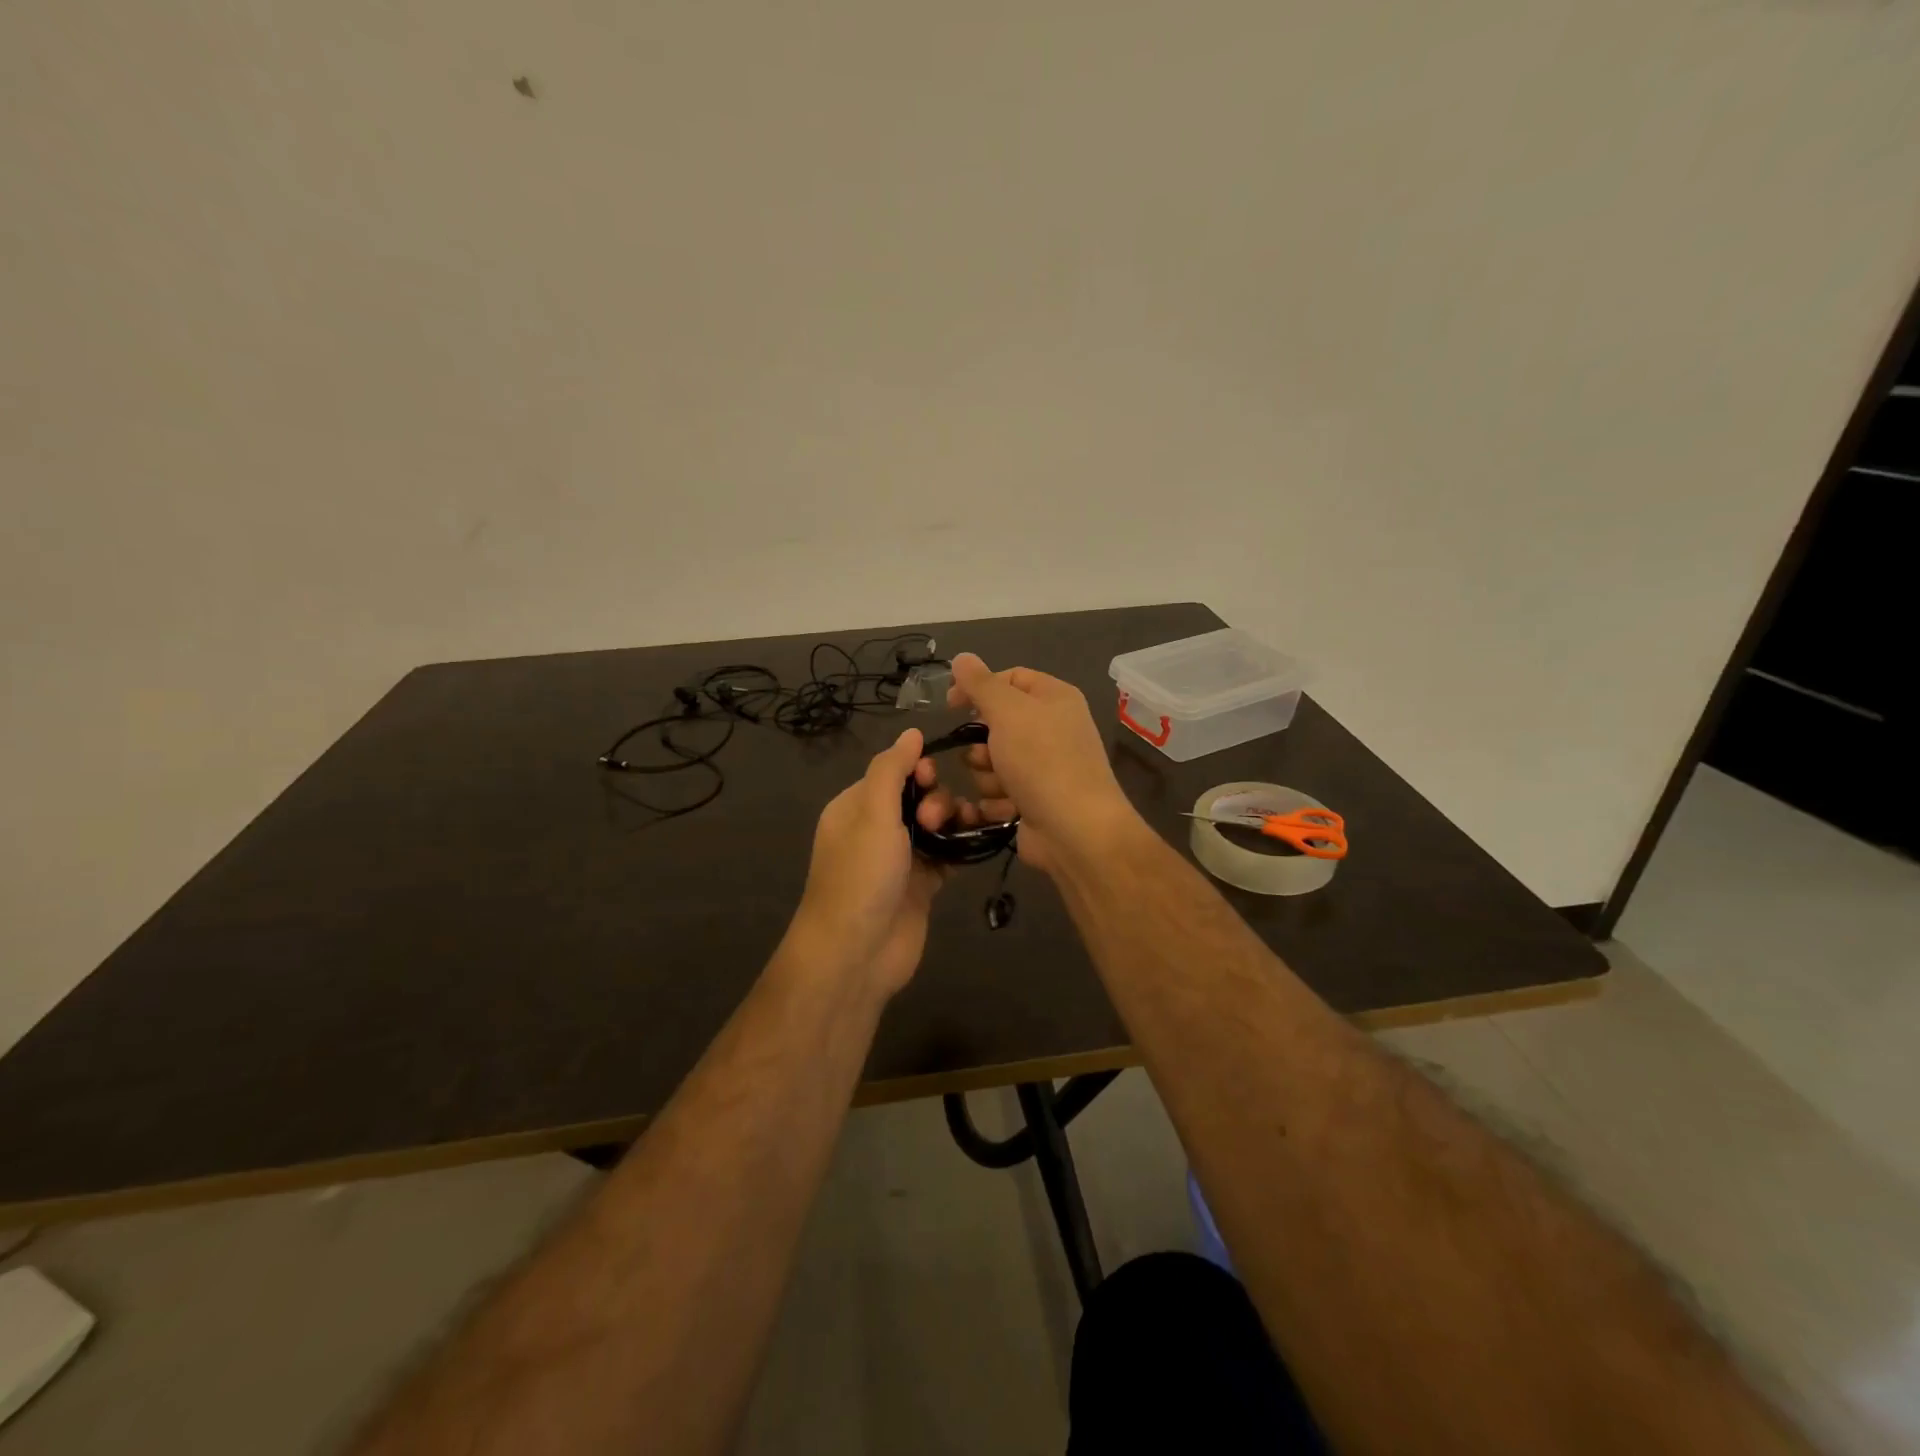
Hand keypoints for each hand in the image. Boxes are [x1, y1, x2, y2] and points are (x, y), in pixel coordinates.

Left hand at [789, 728, 958, 997]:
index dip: (916, 770)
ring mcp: (901, 859)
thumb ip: (891, 769)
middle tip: (936, 819)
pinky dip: (961, 847)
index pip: (891, 772)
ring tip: (961, 831)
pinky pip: (947, 855)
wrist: (857, 953)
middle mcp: (876, 830)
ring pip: (936, 825)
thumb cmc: (861, 876)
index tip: (930, 777)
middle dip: (936, 799)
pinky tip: (976, 842)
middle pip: (918, 797)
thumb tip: (911, 731)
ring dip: (953, 820)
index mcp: (855, 808)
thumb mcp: (872, 814)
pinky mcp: (922, 886)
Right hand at [943, 653, 1140, 872]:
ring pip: (992, 762)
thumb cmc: (1042, 761)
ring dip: (989, 776)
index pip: (1010, 678)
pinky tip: (1009, 809)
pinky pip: (999, 793)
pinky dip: (999, 802)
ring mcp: (1044, 768)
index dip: (978, 688)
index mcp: (1054, 698)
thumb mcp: (1008, 712)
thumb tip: (962, 657)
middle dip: (983, 744)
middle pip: (996, 724)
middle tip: (988, 755)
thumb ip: (981, 684)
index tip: (950, 705)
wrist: (1074, 830)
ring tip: (1004, 787)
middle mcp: (1052, 729)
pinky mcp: (1034, 801)